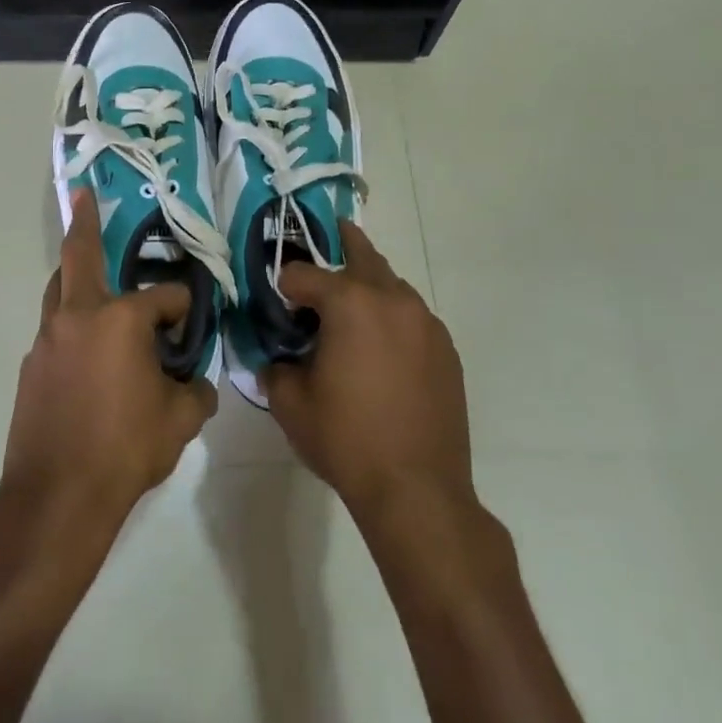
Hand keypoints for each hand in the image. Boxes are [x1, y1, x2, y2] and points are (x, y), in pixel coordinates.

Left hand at [0, 189, 216, 539]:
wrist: (56, 497)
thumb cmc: (126, 450)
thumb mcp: (180, 421)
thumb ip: (196, 392)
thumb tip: (197, 383)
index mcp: (120, 320)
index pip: (164, 297)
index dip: (183, 307)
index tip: (190, 325)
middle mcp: (79, 316)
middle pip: (80, 257)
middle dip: (84, 222)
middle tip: (84, 195)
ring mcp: (48, 339)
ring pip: (59, 290)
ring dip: (75, 276)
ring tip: (91, 277)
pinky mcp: (31, 366)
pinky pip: (55, 330)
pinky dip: (71, 325)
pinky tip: (87, 353)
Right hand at [266, 223, 473, 523]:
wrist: (418, 490)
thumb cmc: (346, 440)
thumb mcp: (291, 404)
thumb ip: (275, 368)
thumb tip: (277, 358)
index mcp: (350, 303)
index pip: (303, 274)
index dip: (283, 286)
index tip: (276, 305)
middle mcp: (391, 299)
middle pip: (361, 254)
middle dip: (340, 244)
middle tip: (328, 233)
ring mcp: (425, 322)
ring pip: (391, 284)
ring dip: (368, 284)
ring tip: (351, 303)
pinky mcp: (446, 348)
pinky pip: (412, 316)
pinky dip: (392, 316)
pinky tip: (382, 346)